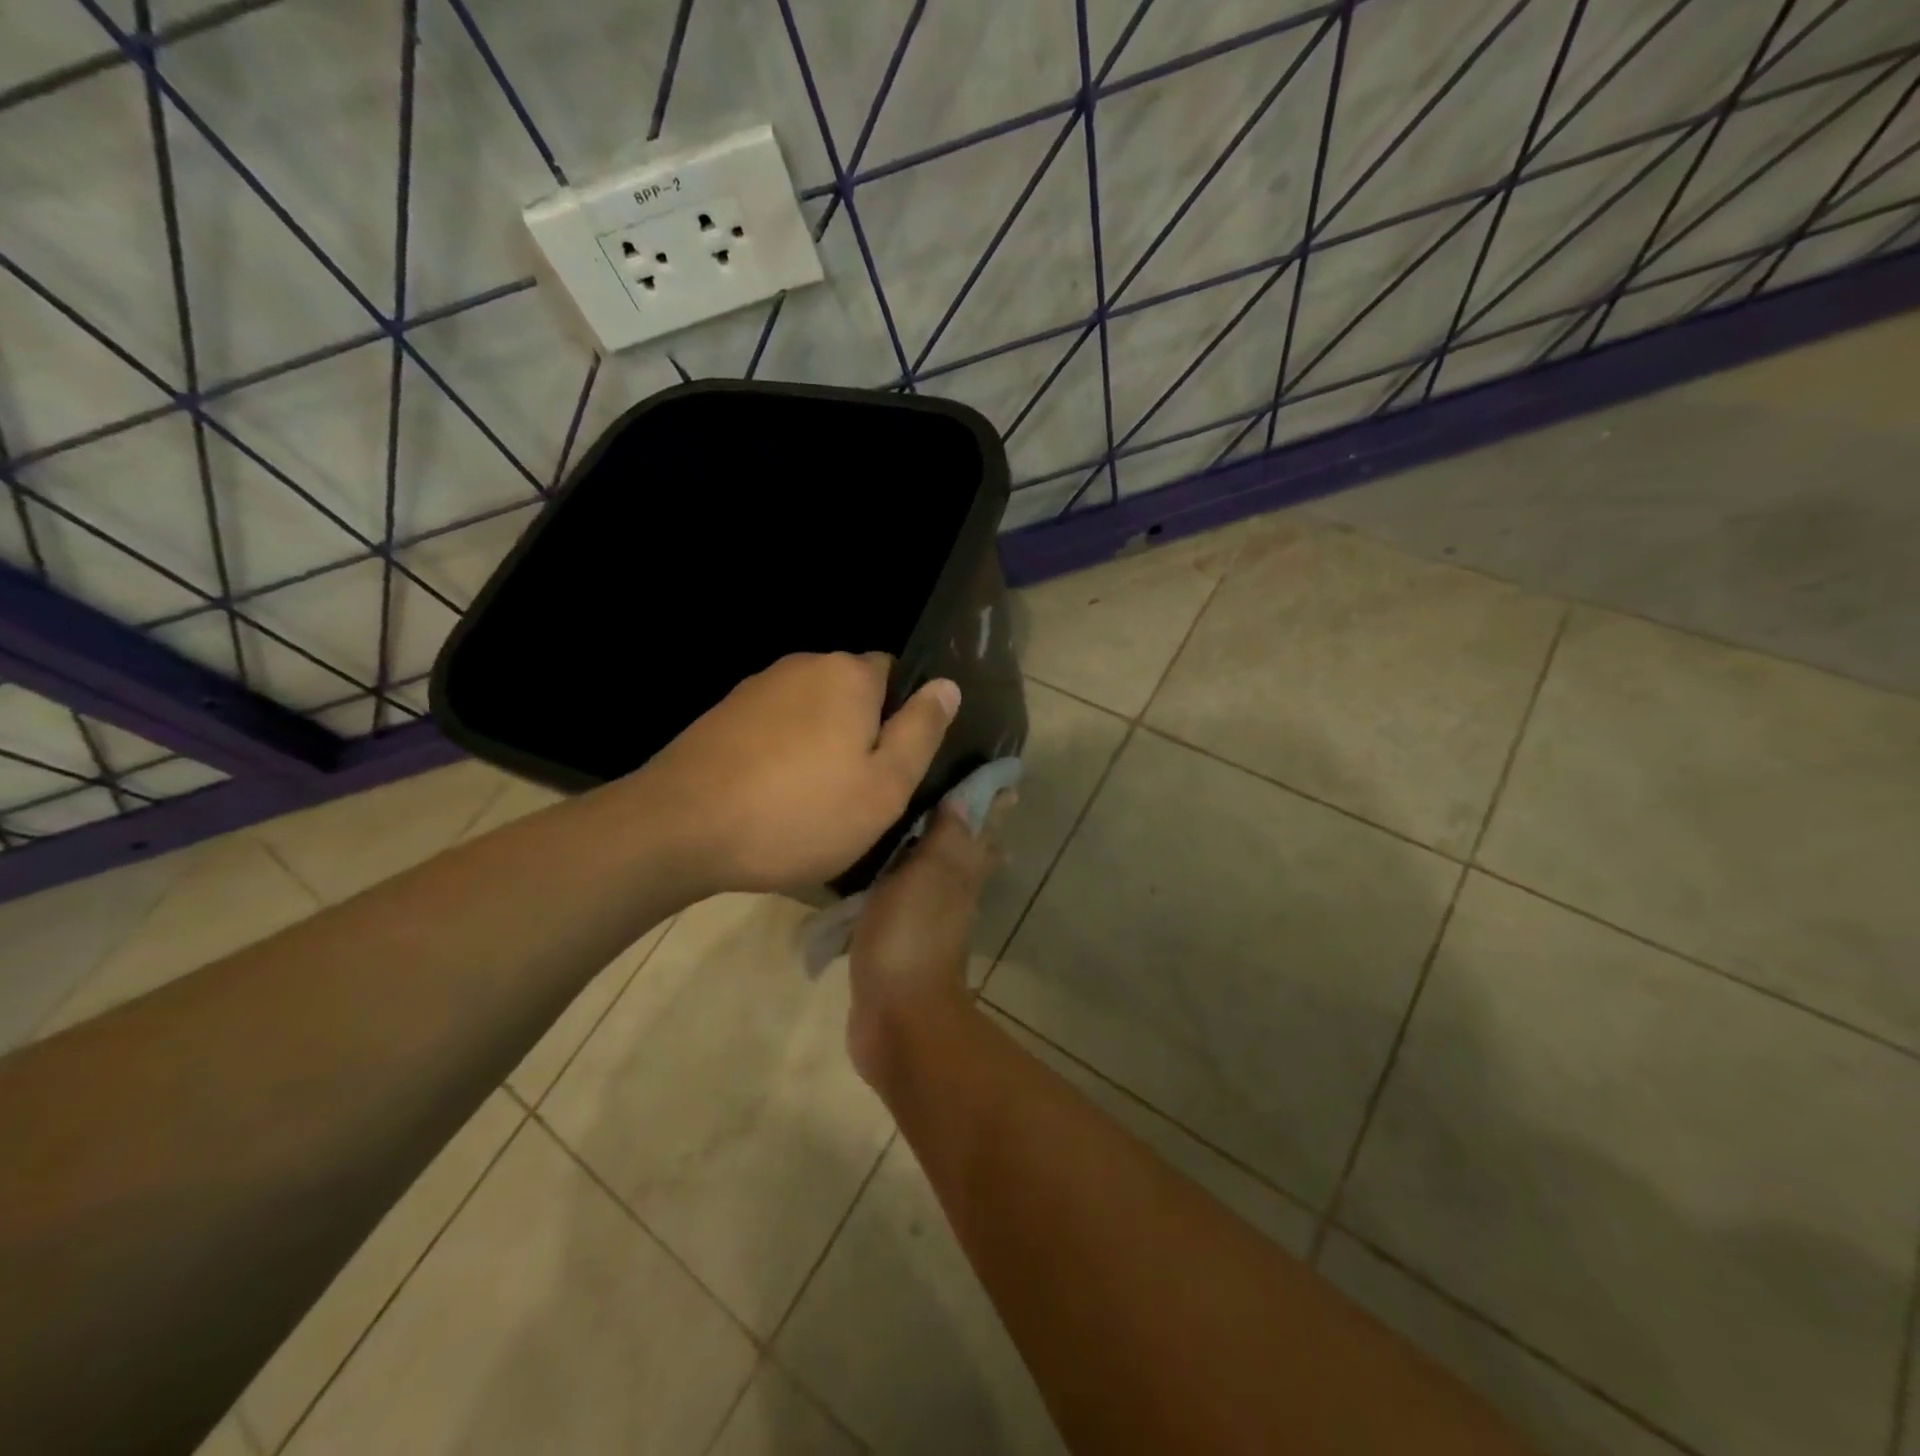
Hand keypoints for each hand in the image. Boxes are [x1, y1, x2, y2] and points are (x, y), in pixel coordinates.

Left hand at [642, 652, 959, 893]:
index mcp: (848, 674)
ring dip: (819, 746)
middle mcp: (802, 665)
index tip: (892, 767)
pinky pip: (774, 728)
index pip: (896, 675)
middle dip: (859, 733)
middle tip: (855, 794)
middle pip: (851, 694)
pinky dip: (781, 755)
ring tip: (810, 803)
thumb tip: (947, 685)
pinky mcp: (723, 714)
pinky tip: (771, 797)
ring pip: (811, 713)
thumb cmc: (799, 812)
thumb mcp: (884, 786)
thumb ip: (922, 731)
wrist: (680, 828)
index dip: (902, 720)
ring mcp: (756, 687)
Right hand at [845, 792, 1012, 1089]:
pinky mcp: (903, 948)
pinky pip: (910, 907)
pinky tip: (891, 888)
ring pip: (942, 882)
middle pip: (970, 858)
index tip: (1007, 786)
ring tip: (929, 841)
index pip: (981, 833)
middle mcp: (954, 899)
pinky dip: (907, 890)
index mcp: (961, 877)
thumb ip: (944, 839)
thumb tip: (964, 801)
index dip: (992, 809)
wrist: (899, 1016)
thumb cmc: (911, 936)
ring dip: (943, 861)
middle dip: (976, 834)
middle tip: (978, 809)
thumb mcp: (928, 876)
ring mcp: (930, 926)